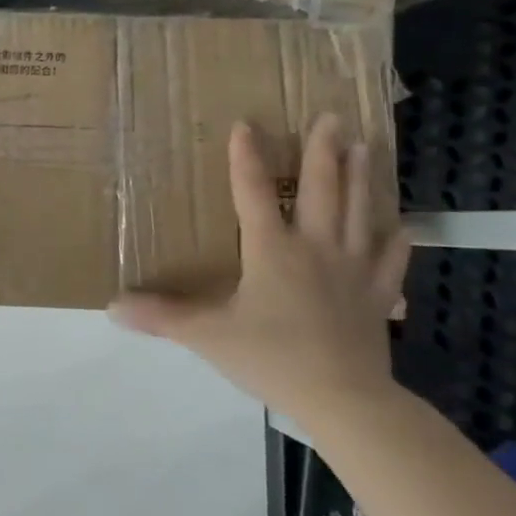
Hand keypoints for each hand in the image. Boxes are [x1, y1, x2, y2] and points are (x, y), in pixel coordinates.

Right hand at [110, 115, 409, 427]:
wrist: (343, 398)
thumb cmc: (271, 357)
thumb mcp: (207, 336)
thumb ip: (162, 316)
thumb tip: (112, 305)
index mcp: (272, 250)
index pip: (255, 193)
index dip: (247, 158)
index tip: (246, 124)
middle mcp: (316, 248)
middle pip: (322, 190)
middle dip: (322, 152)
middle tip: (329, 117)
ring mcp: (354, 270)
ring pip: (361, 212)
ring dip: (362, 177)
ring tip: (364, 146)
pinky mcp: (378, 296)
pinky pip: (391, 260)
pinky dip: (396, 240)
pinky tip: (403, 226)